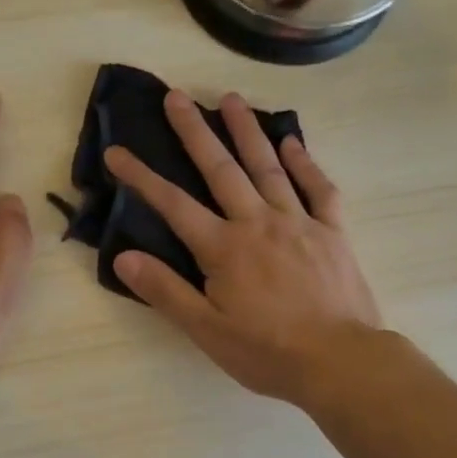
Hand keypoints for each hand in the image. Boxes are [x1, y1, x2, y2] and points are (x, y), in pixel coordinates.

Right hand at [104, 91, 380, 407]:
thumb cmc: (268, 352)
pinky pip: (318, 189)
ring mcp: (299, 222)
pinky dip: (305, 163)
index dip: (141, 176)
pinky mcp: (332, 231)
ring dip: (247, 131)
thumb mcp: (207, 331)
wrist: (340, 362)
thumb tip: (123, 256)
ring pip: (268, 168)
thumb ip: (165, 290)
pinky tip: (292, 142)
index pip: (172, 204)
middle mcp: (258, 222)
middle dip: (195, 131)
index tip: (116, 151)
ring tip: (231, 99)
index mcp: (224, 248)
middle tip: (177, 95)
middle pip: (220, 169)